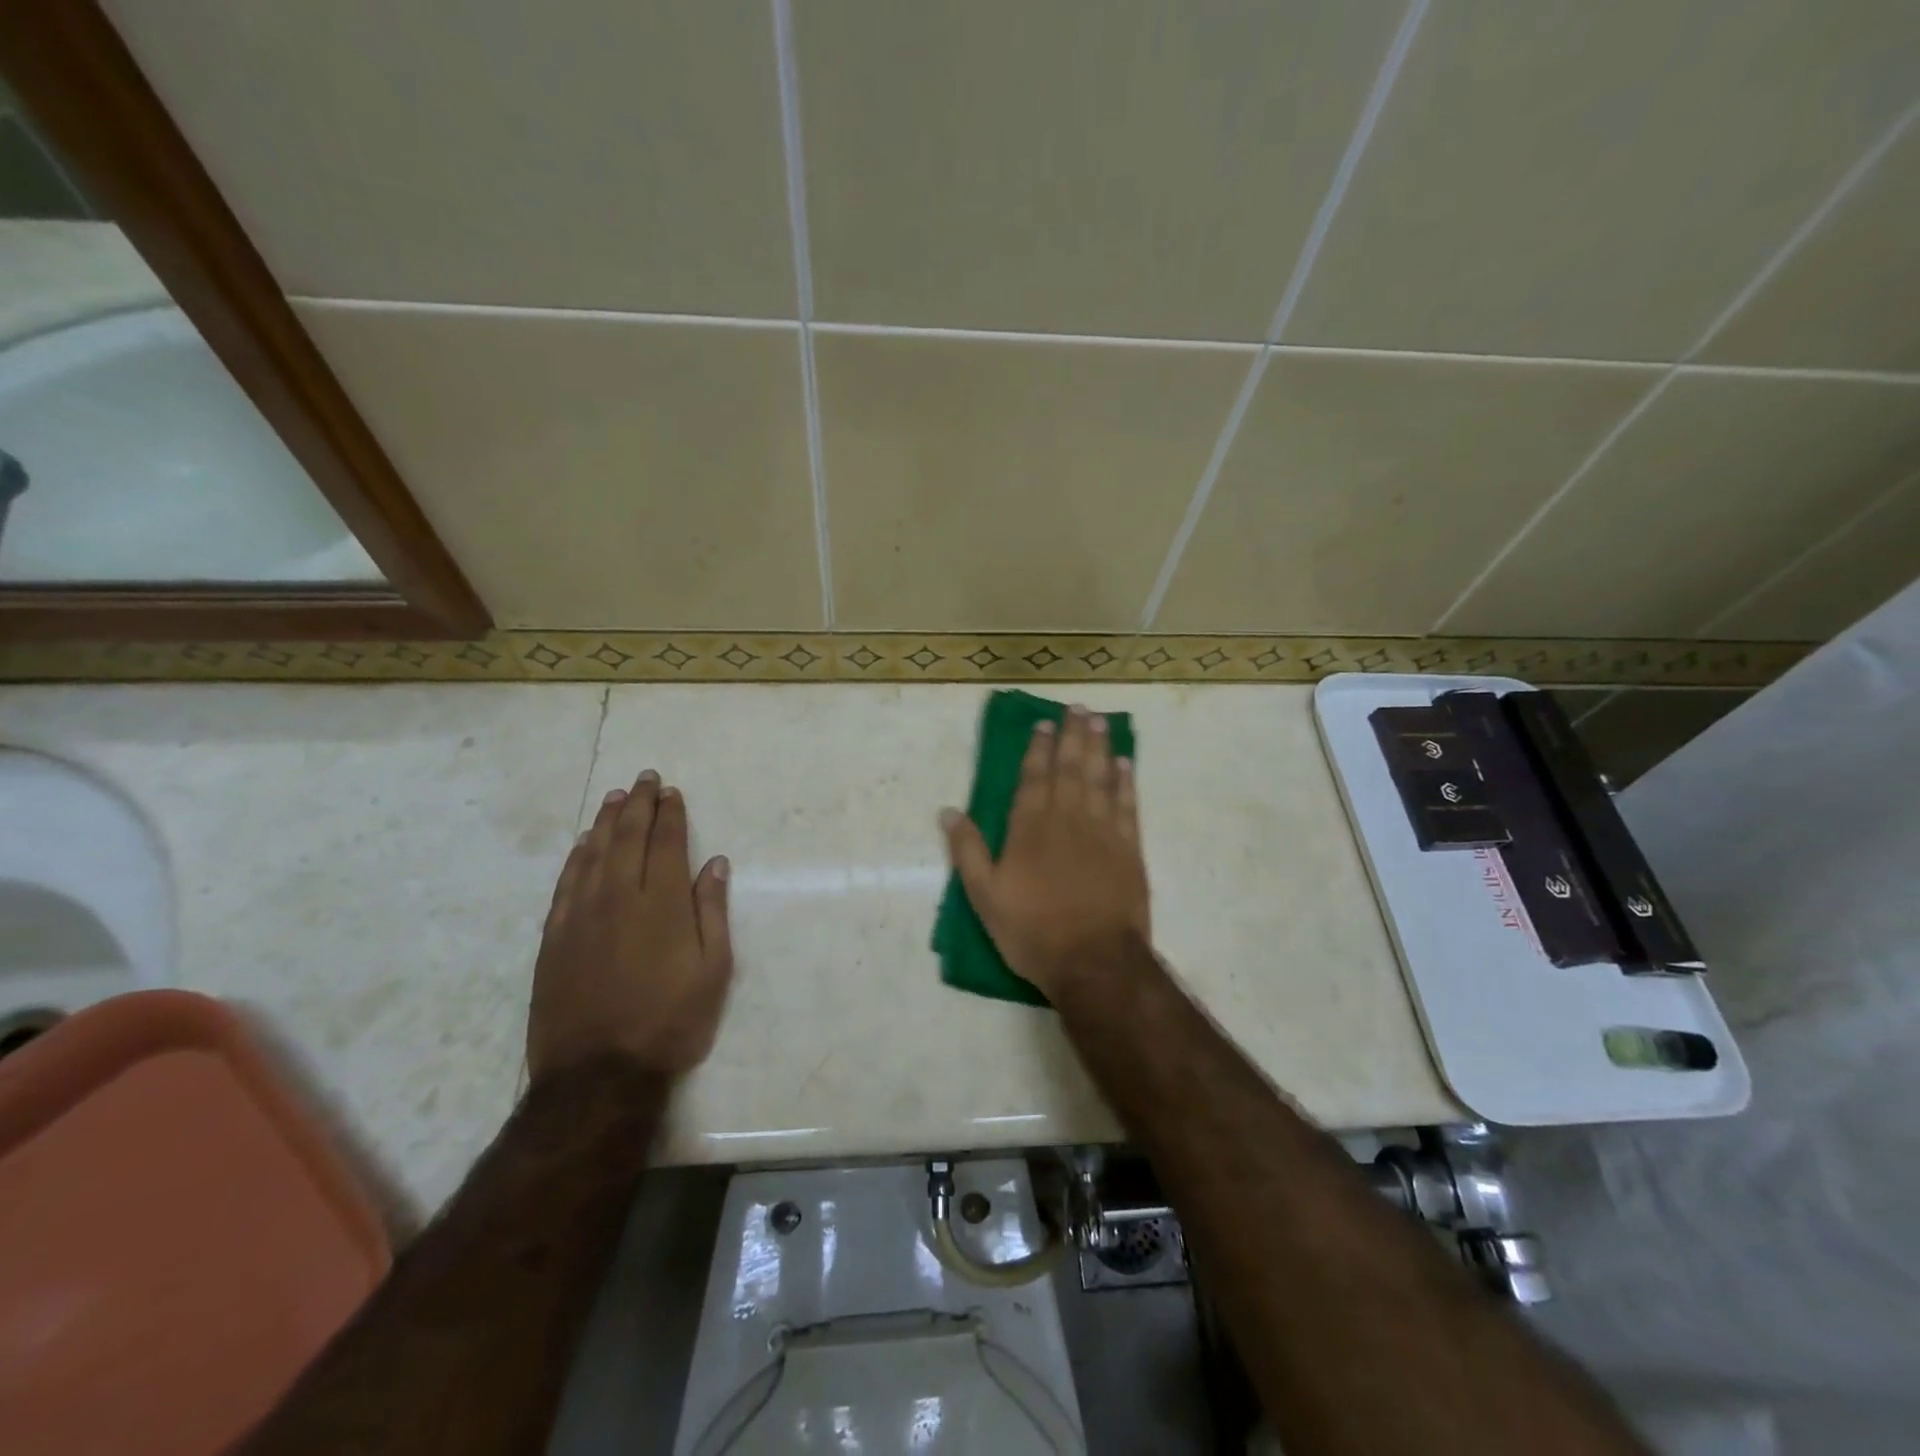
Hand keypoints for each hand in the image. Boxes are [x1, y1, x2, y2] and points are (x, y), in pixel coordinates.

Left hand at [528, 770, 732, 1083]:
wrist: (598, 1074)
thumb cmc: (670, 1021)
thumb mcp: (714, 970)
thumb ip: (712, 911)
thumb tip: (714, 863)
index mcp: (662, 903)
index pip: (666, 843)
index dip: (671, 814)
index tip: (672, 792)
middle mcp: (619, 897)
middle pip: (627, 837)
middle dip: (639, 804)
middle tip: (645, 778)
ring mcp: (580, 915)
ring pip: (592, 853)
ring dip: (605, 821)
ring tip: (616, 797)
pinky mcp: (554, 937)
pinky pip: (565, 882)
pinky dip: (576, 857)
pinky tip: (582, 844)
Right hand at [940, 706, 1149, 998]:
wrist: (1094, 961)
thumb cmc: (1033, 931)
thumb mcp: (985, 897)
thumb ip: (968, 851)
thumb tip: (949, 810)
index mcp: (1030, 828)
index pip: (1033, 777)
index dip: (1038, 748)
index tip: (1043, 724)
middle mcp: (1067, 819)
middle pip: (1070, 768)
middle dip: (1072, 736)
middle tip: (1077, 708)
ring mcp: (1103, 832)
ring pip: (1100, 778)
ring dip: (1099, 748)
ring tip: (1099, 721)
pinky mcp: (1129, 849)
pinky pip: (1128, 805)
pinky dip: (1126, 782)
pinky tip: (1125, 764)